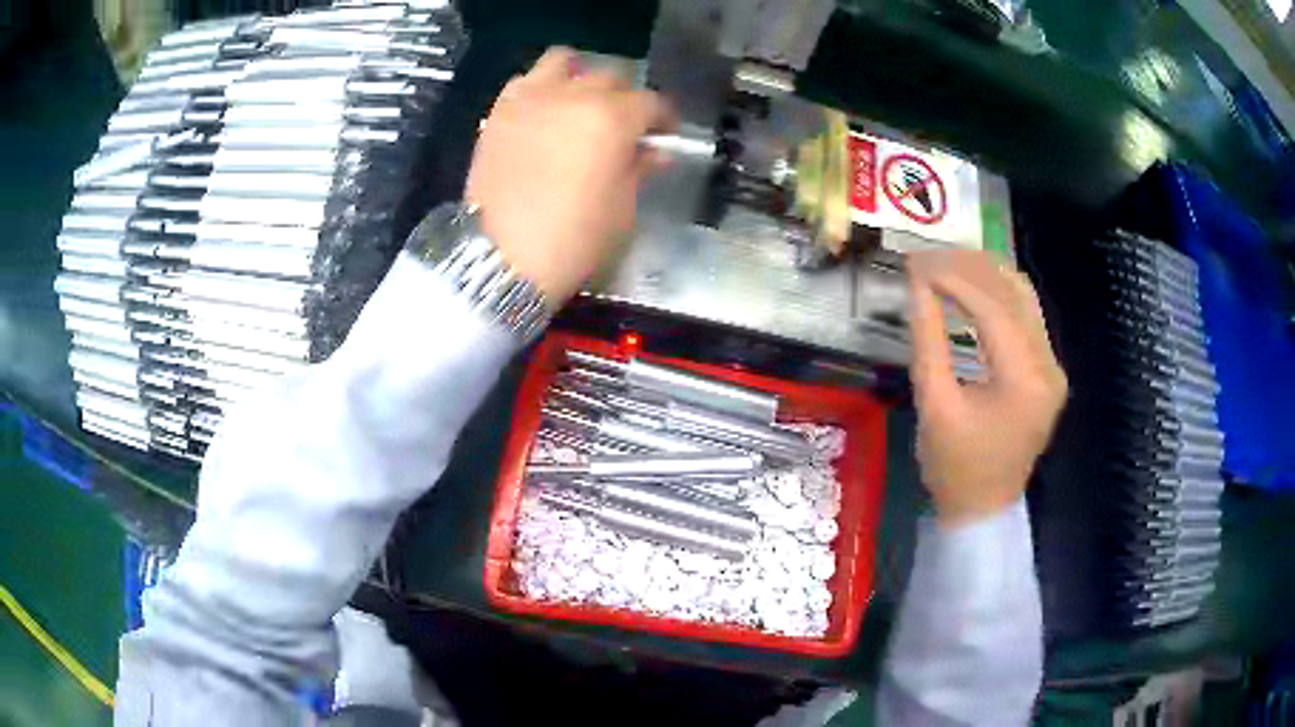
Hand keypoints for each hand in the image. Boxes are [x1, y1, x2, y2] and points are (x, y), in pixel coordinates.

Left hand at [466, 47, 676, 303]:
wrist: (501, 259)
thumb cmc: (574, 239)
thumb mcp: (622, 208)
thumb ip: (639, 168)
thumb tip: (654, 150)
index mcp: (612, 119)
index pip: (651, 102)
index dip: (663, 118)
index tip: (664, 134)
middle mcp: (573, 96)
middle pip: (610, 76)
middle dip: (624, 98)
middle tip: (623, 125)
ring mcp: (531, 99)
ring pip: (563, 62)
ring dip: (579, 77)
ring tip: (580, 104)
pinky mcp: (498, 113)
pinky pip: (525, 82)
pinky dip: (540, 89)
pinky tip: (544, 114)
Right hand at [907, 250, 1067, 525]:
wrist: (984, 509)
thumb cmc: (954, 468)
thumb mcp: (934, 404)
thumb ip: (927, 339)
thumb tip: (917, 283)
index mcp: (1025, 381)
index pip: (992, 309)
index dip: (952, 279)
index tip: (915, 262)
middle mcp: (1049, 366)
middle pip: (1013, 294)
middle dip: (968, 267)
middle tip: (926, 256)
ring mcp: (1053, 367)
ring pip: (1024, 298)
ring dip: (985, 274)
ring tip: (946, 262)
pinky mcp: (1048, 370)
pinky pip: (1027, 316)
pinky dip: (998, 295)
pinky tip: (971, 286)